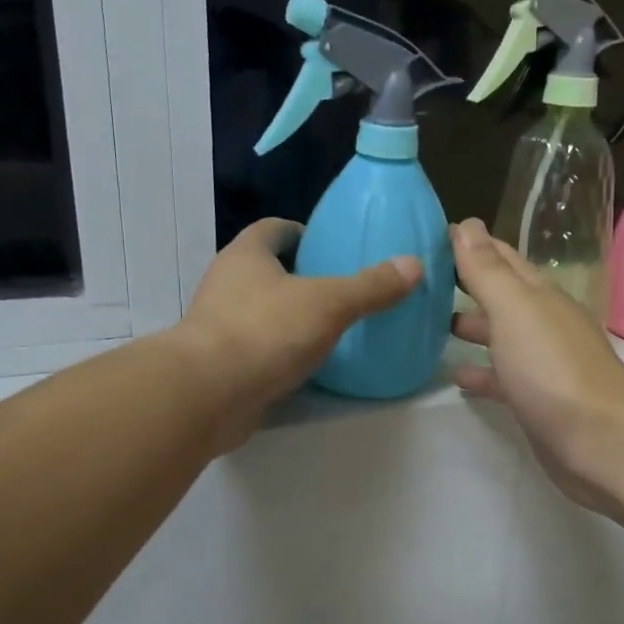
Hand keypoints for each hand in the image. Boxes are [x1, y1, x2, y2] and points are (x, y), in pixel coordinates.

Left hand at [173, 219, 421, 445]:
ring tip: (331, 327)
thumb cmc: (266, 331)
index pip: (274, 229)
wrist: (210, 394)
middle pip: (267, 269)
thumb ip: (371, 286)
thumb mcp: (329, 303)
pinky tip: (308, 364)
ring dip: (289, 315)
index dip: (302, 232)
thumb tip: (414, 265)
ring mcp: (219, 324)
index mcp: (246, 254)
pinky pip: (258, 347)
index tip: (332, 248)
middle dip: (300, 276)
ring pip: (261, 309)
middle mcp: (227, 283)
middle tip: (341, 290)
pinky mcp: (222, 363)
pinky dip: (280, 350)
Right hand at [449, 219, 623, 513]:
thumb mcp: (514, 309)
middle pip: (500, 296)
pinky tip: (456, 375)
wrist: (598, 439)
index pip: (500, 257)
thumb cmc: (551, 367)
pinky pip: (502, 377)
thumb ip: (487, 271)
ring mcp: (541, 363)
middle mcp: (542, 323)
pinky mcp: (536, 399)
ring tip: (429, 326)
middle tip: (421, 282)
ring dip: (472, 328)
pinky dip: (481, 372)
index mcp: (538, 295)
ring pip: (501, 336)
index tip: (429, 237)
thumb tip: (466, 224)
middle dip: (466, 285)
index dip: (469, 244)